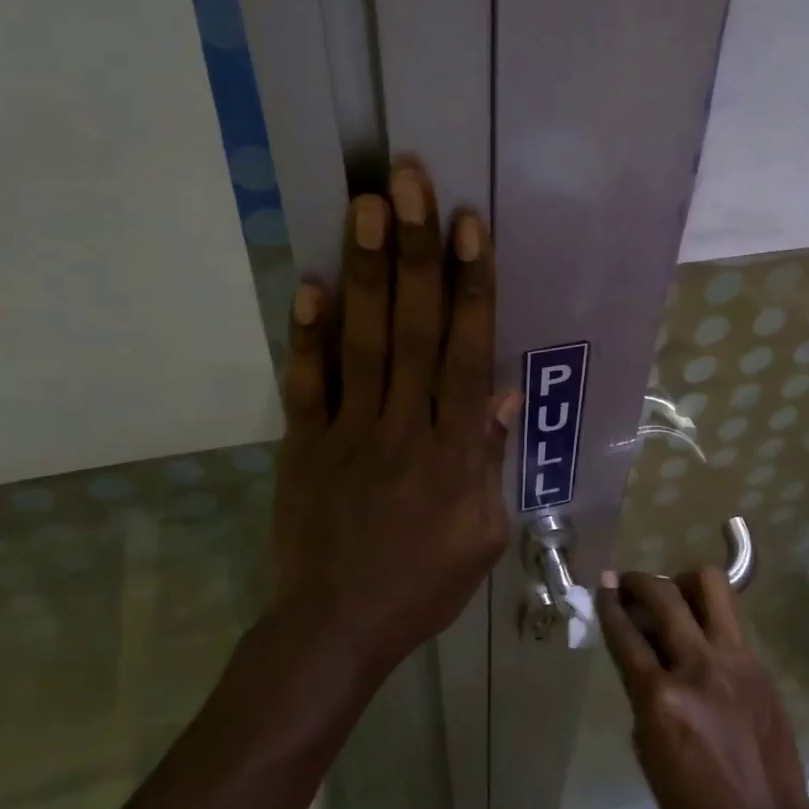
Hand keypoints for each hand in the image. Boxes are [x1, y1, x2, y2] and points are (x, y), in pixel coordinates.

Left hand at [272, 157, 519, 674]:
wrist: (335, 627)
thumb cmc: (422, 585)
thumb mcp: (483, 535)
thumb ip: (489, 461)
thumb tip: (502, 394)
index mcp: (453, 452)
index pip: (467, 354)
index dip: (471, 287)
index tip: (469, 226)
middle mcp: (403, 427)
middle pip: (416, 329)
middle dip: (417, 252)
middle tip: (411, 181)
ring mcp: (348, 431)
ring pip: (364, 341)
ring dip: (367, 271)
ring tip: (368, 205)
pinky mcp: (305, 444)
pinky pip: (307, 383)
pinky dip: (307, 334)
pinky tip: (309, 282)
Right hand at [599, 568, 808, 808]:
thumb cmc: (695, 805)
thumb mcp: (649, 750)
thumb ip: (643, 694)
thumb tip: (643, 652)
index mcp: (661, 697)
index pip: (626, 634)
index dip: (609, 603)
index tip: (604, 583)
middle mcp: (698, 667)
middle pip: (665, 596)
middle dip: (640, 580)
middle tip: (631, 582)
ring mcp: (736, 661)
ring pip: (711, 586)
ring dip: (685, 581)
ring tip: (675, 595)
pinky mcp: (760, 666)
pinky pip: (731, 622)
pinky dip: (710, 617)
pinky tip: (703, 636)